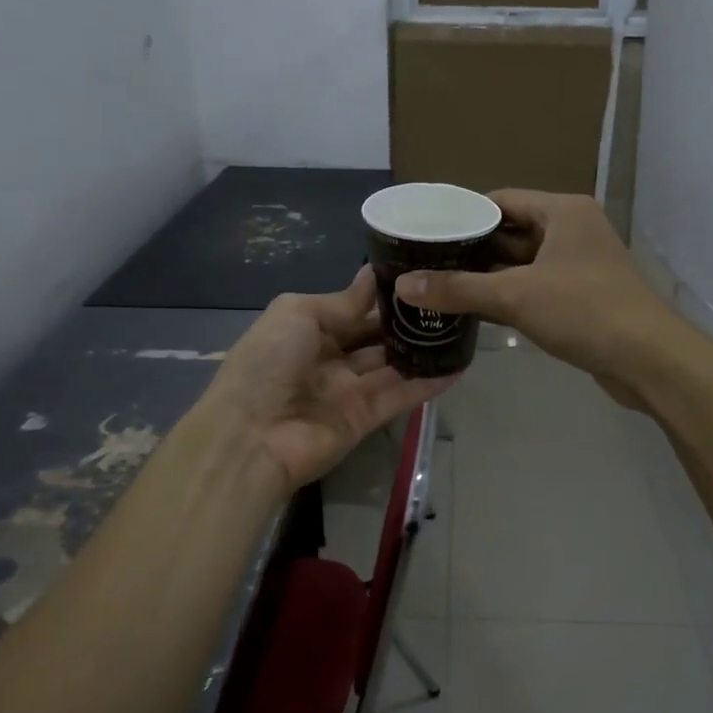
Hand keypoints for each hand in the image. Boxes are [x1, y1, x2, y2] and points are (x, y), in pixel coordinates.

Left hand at [204, 266, 454, 490]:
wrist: (251, 437)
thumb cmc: (268, 363)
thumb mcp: (297, 314)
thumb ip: (343, 302)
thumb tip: (373, 276)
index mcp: (308, 329)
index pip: (355, 310)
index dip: (384, 297)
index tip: (421, 278)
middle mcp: (330, 359)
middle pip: (376, 338)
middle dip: (407, 322)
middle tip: (449, 302)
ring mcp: (349, 390)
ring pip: (393, 365)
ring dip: (422, 350)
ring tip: (461, 329)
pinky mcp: (366, 419)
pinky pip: (400, 395)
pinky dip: (427, 383)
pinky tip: (458, 366)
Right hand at [395, 190, 678, 404]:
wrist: (648, 359)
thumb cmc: (584, 311)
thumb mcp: (516, 295)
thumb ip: (459, 289)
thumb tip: (403, 285)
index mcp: (563, 212)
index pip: (502, 201)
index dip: (463, 215)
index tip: (428, 232)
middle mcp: (572, 231)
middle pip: (510, 233)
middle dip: (471, 250)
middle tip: (426, 263)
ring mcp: (578, 266)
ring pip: (521, 265)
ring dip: (486, 277)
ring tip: (439, 286)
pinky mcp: (580, 298)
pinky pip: (534, 289)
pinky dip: (507, 297)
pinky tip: (473, 311)